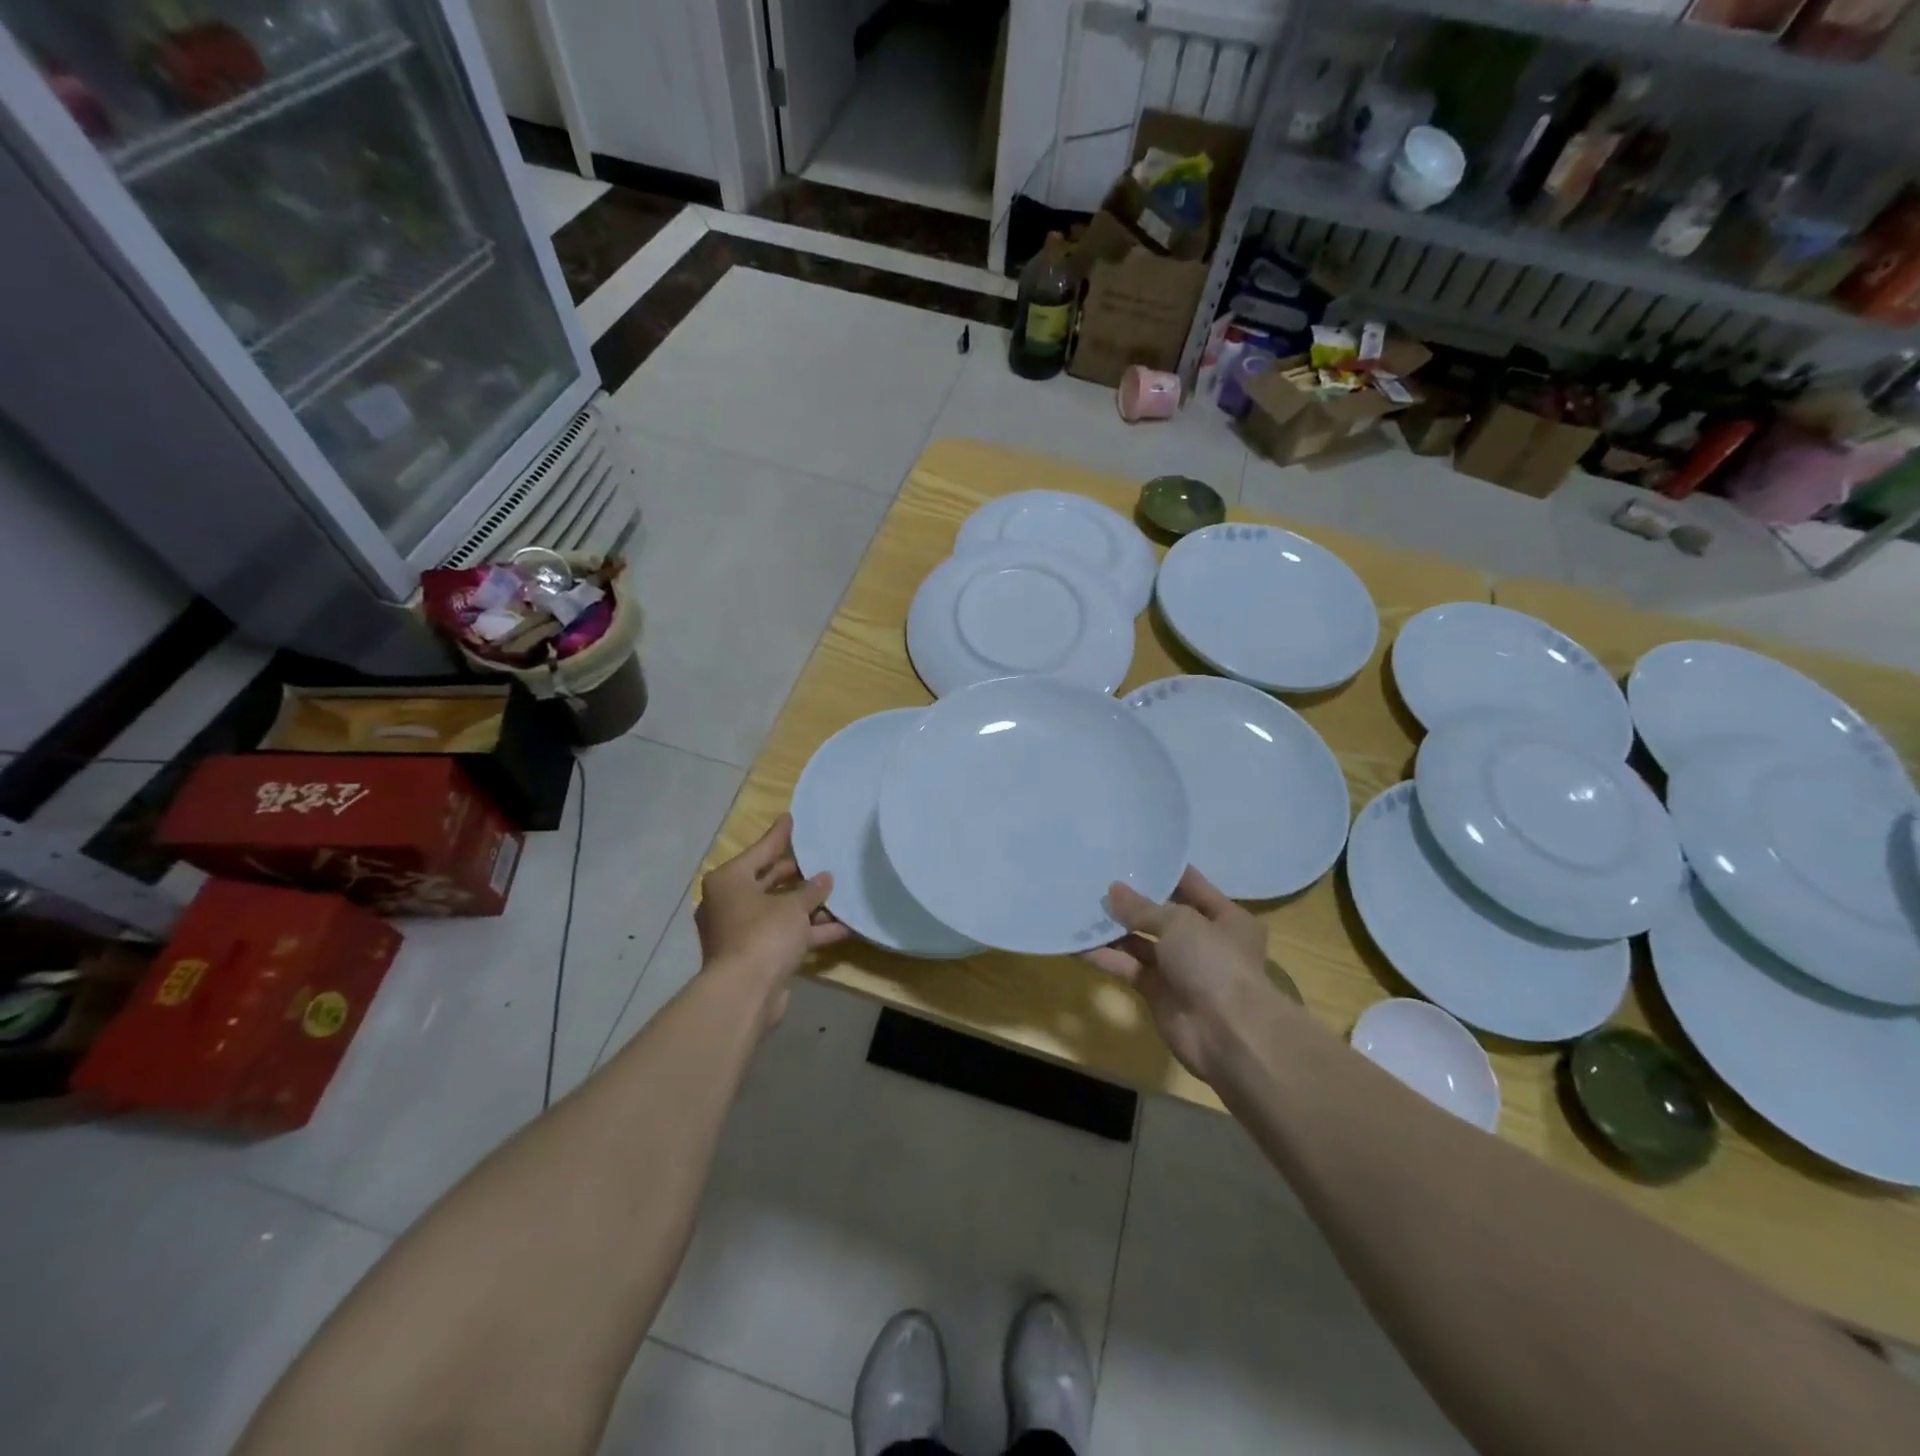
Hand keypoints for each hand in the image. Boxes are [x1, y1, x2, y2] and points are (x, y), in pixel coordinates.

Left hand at [696, 815, 847, 1021]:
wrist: (745, 994)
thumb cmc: (763, 935)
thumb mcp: (792, 907)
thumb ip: (811, 890)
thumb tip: (825, 878)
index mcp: (729, 881)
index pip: (761, 850)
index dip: (779, 836)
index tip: (791, 818)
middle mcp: (730, 902)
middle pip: (768, 880)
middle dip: (797, 874)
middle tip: (820, 858)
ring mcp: (741, 931)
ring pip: (779, 910)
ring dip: (807, 905)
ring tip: (838, 893)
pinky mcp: (755, 955)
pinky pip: (785, 935)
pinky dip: (808, 931)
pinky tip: (841, 928)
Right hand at [1083, 867, 1286, 1083]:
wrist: (1227, 1034)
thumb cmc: (1214, 962)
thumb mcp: (1179, 922)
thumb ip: (1142, 907)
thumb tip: (1113, 890)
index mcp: (1226, 917)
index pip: (1191, 885)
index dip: (1164, 870)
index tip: (1132, 853)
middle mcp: (1204, 940)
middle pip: (1162, 914)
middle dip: (1132, 900)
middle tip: (1096, 877)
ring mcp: (1180, 968)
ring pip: (1141, 941)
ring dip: (1114, 928)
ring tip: (1081, 904)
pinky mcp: (1158, 992)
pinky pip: (1128, 967)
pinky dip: (1106, 956)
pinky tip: (1077, 942)